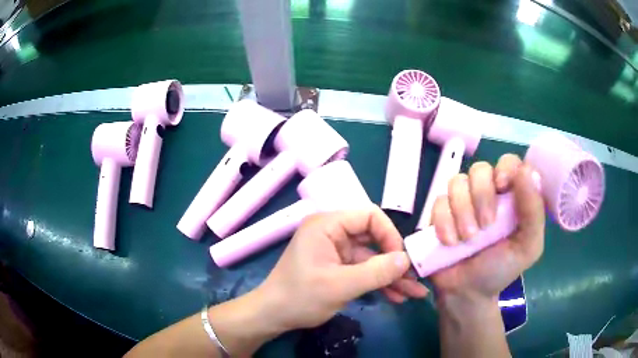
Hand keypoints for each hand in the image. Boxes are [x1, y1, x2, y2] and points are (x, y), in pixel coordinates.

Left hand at [255, 205, 428, 330]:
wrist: (274, 316)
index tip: (401, 259)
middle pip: (374, 239)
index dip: (390, 235)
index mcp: (327, 225)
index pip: (369, 216)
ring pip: (372, 259)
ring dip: (391, 277)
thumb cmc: (300, 297)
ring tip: (414, 293)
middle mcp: (333, 233)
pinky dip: (379, 283)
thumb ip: (376, 272)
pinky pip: (364, 271)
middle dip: (395, 261)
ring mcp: (336, 251)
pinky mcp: (338, 268)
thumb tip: (406, 259)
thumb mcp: (340, 286)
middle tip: (415, 278)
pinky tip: (397, 297)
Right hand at [430, 154, 544, 301]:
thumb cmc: (501, 269)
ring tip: (466, 239)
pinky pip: (438, 201)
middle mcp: (488, 192)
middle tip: (484, 227)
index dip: (505, 167)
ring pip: (457, 181)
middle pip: (480, 168)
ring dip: (462, 210)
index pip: (509, 162)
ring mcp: (462, 201)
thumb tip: (527, 171)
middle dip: (481, 196)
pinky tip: (449, 242)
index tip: (502, 186)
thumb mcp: (528, 246)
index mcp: (511, 196)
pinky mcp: (441, 213)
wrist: (467, 293)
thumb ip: (533, 211)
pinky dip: (443, 221)